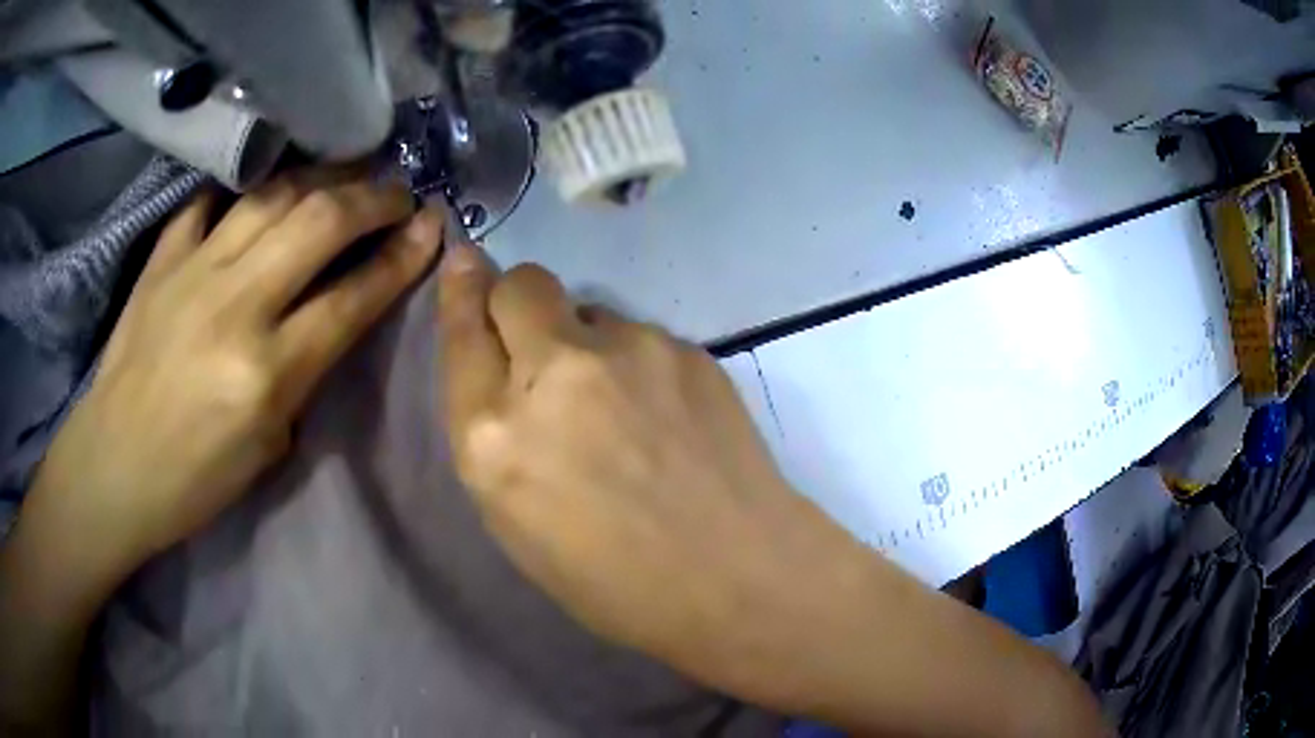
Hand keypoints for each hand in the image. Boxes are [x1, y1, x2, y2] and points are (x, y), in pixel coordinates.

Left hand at [32, 172, 442, 577]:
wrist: (113, 466)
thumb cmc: (195, 480)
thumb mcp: (269, 446)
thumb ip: (305, 371)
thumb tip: (333, 312)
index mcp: (265, 373)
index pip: (351, 297)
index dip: (401, 257)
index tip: (433, 227)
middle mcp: (234, 306)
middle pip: (319, 223)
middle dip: (373, 199)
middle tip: (399, 195)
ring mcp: (192, 272)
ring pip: (272, 197)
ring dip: (322, 180)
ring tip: (346, 179)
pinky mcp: (162, 259)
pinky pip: (211, 203)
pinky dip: (243, 191)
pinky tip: (263, 193)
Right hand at [436, 243, 854, 695]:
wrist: (734, 575)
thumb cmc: (612, 581)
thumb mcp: (516, 522)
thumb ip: (496, 436)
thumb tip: (502, 371)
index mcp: (495, 435)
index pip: (463, 331)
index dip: (461, 290)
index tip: (464, 261)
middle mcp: (554, 373)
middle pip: (522, 284)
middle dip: (517, 300)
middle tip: (538, 341)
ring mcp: (629, 351)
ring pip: (588, 312)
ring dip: (586, 344)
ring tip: (622, 407)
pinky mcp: (685, 348)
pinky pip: (641, 337)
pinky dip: (637, 365)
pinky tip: (666, 415)